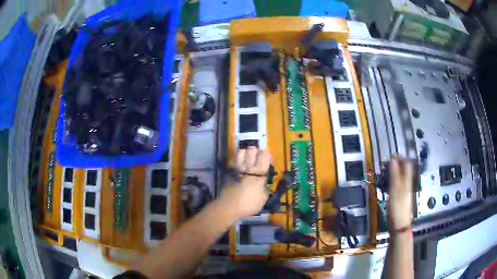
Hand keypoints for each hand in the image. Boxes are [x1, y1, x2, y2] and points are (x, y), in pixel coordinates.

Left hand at [220, 147, 271, 218]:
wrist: (229, 206)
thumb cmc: (249, 204)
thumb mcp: (263, 198)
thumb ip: (265, 188)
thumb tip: (264, 183)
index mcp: (259, 173)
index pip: (265, 155)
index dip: (267, 155)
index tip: (268, 161)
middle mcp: (249, 167)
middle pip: (252, 150)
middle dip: (256, 150)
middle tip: (258, 156)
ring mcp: (237, 167)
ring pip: (241, 151)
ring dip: (245, 152)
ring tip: (247, 157)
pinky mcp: (229, 170)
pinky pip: (233, 159)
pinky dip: (236, 158)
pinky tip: (238, 163)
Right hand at [388, 156, 413, 229]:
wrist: (400, 225)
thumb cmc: (398, 206)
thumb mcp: (395, 189)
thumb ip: (395, 174)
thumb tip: (394, 159)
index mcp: (407, 179)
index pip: (407, 163)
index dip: (400, 158)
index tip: (389, 158)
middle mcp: (407, 183)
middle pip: (402, 170)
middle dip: (393, 167)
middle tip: (382, 168)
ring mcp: (403, 191)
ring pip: (397, 178)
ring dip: (389, 175)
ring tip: (380, 178)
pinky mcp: (399, 198)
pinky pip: (394, 186)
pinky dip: (389, 184)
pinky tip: (383, 187)